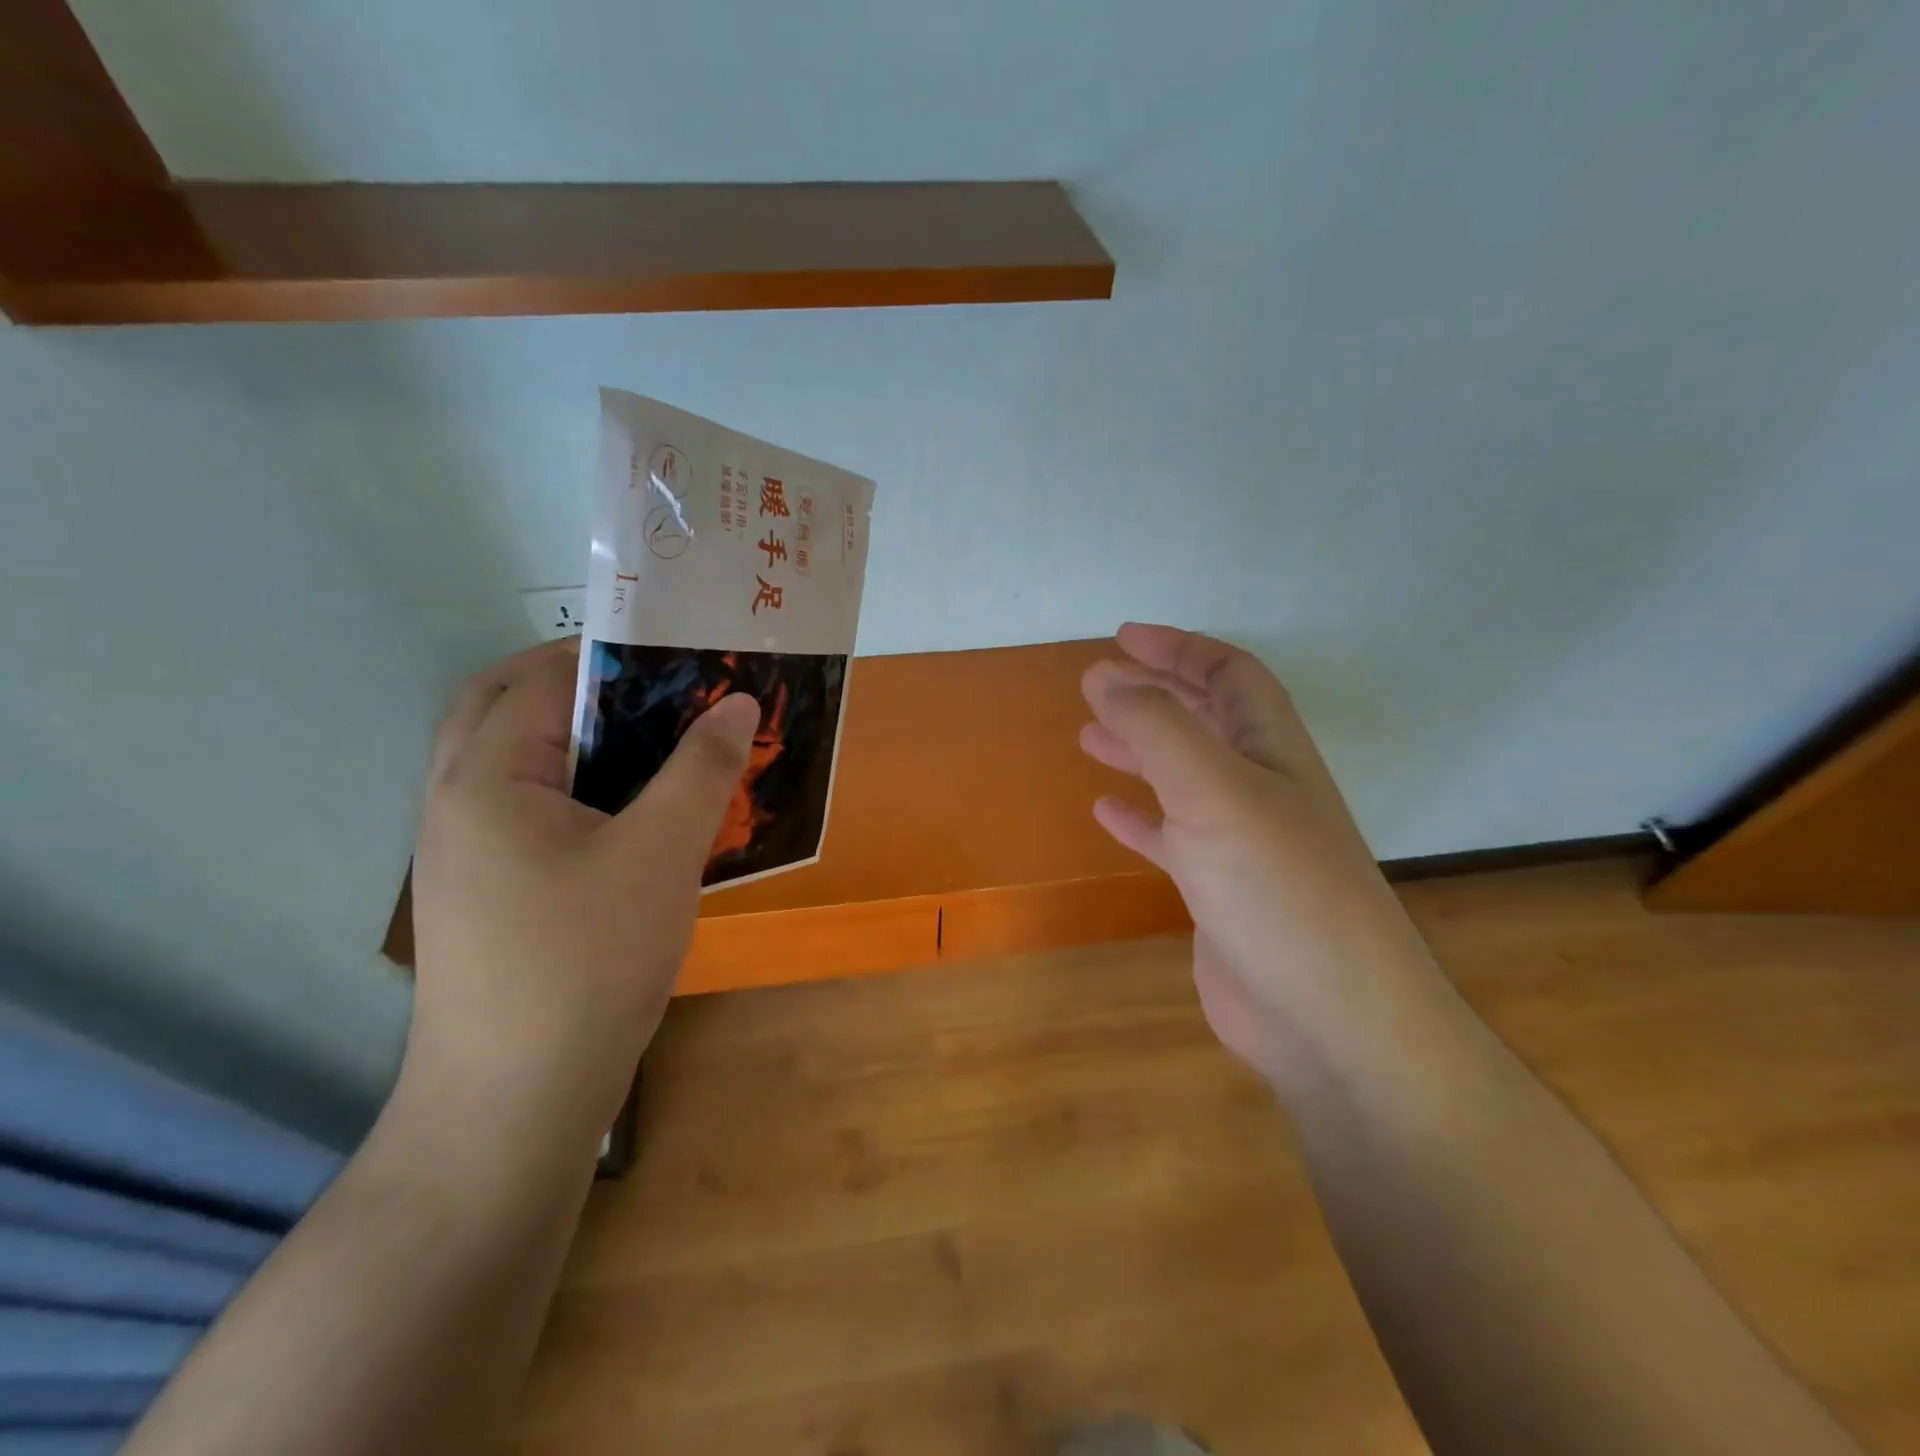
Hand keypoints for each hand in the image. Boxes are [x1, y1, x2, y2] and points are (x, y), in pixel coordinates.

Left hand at [408, 638, 757, 1129]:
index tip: (676, 654)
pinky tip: (631, 816)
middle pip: (503, 708)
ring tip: (653, 742)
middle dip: (577, 684)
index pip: (540, 679)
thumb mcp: (661, 854)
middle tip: (653, 689)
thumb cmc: (586, 962)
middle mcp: (456, 803)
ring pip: (515, 763)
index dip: (608, 654)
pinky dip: (574, 788)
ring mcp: (463, 853)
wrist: (515, 1103)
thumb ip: (701, 768)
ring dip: (576, 737)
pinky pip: (526, 811)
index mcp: (485, 778)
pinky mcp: (485, 894)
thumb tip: (738, 702)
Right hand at [1079, 624, 1439, 1082]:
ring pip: (1184, 777)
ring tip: (1089, 737)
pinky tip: (1106, 811)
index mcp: (1272, 750)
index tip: (1121, 638)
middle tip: (1099, 682)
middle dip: (1156, 694)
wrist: (1328, 1019)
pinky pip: (1172, 838)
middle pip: (1207, 720)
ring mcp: (1241, 843)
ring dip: (1140, 751)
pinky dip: (1139, 818)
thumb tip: (1104, 673)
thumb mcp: (1212, 789)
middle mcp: (1261, 788)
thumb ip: (1156, 727)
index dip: (1178, 648)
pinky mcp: (1220, 893)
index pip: (1229, 674)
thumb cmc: (1276, 887)